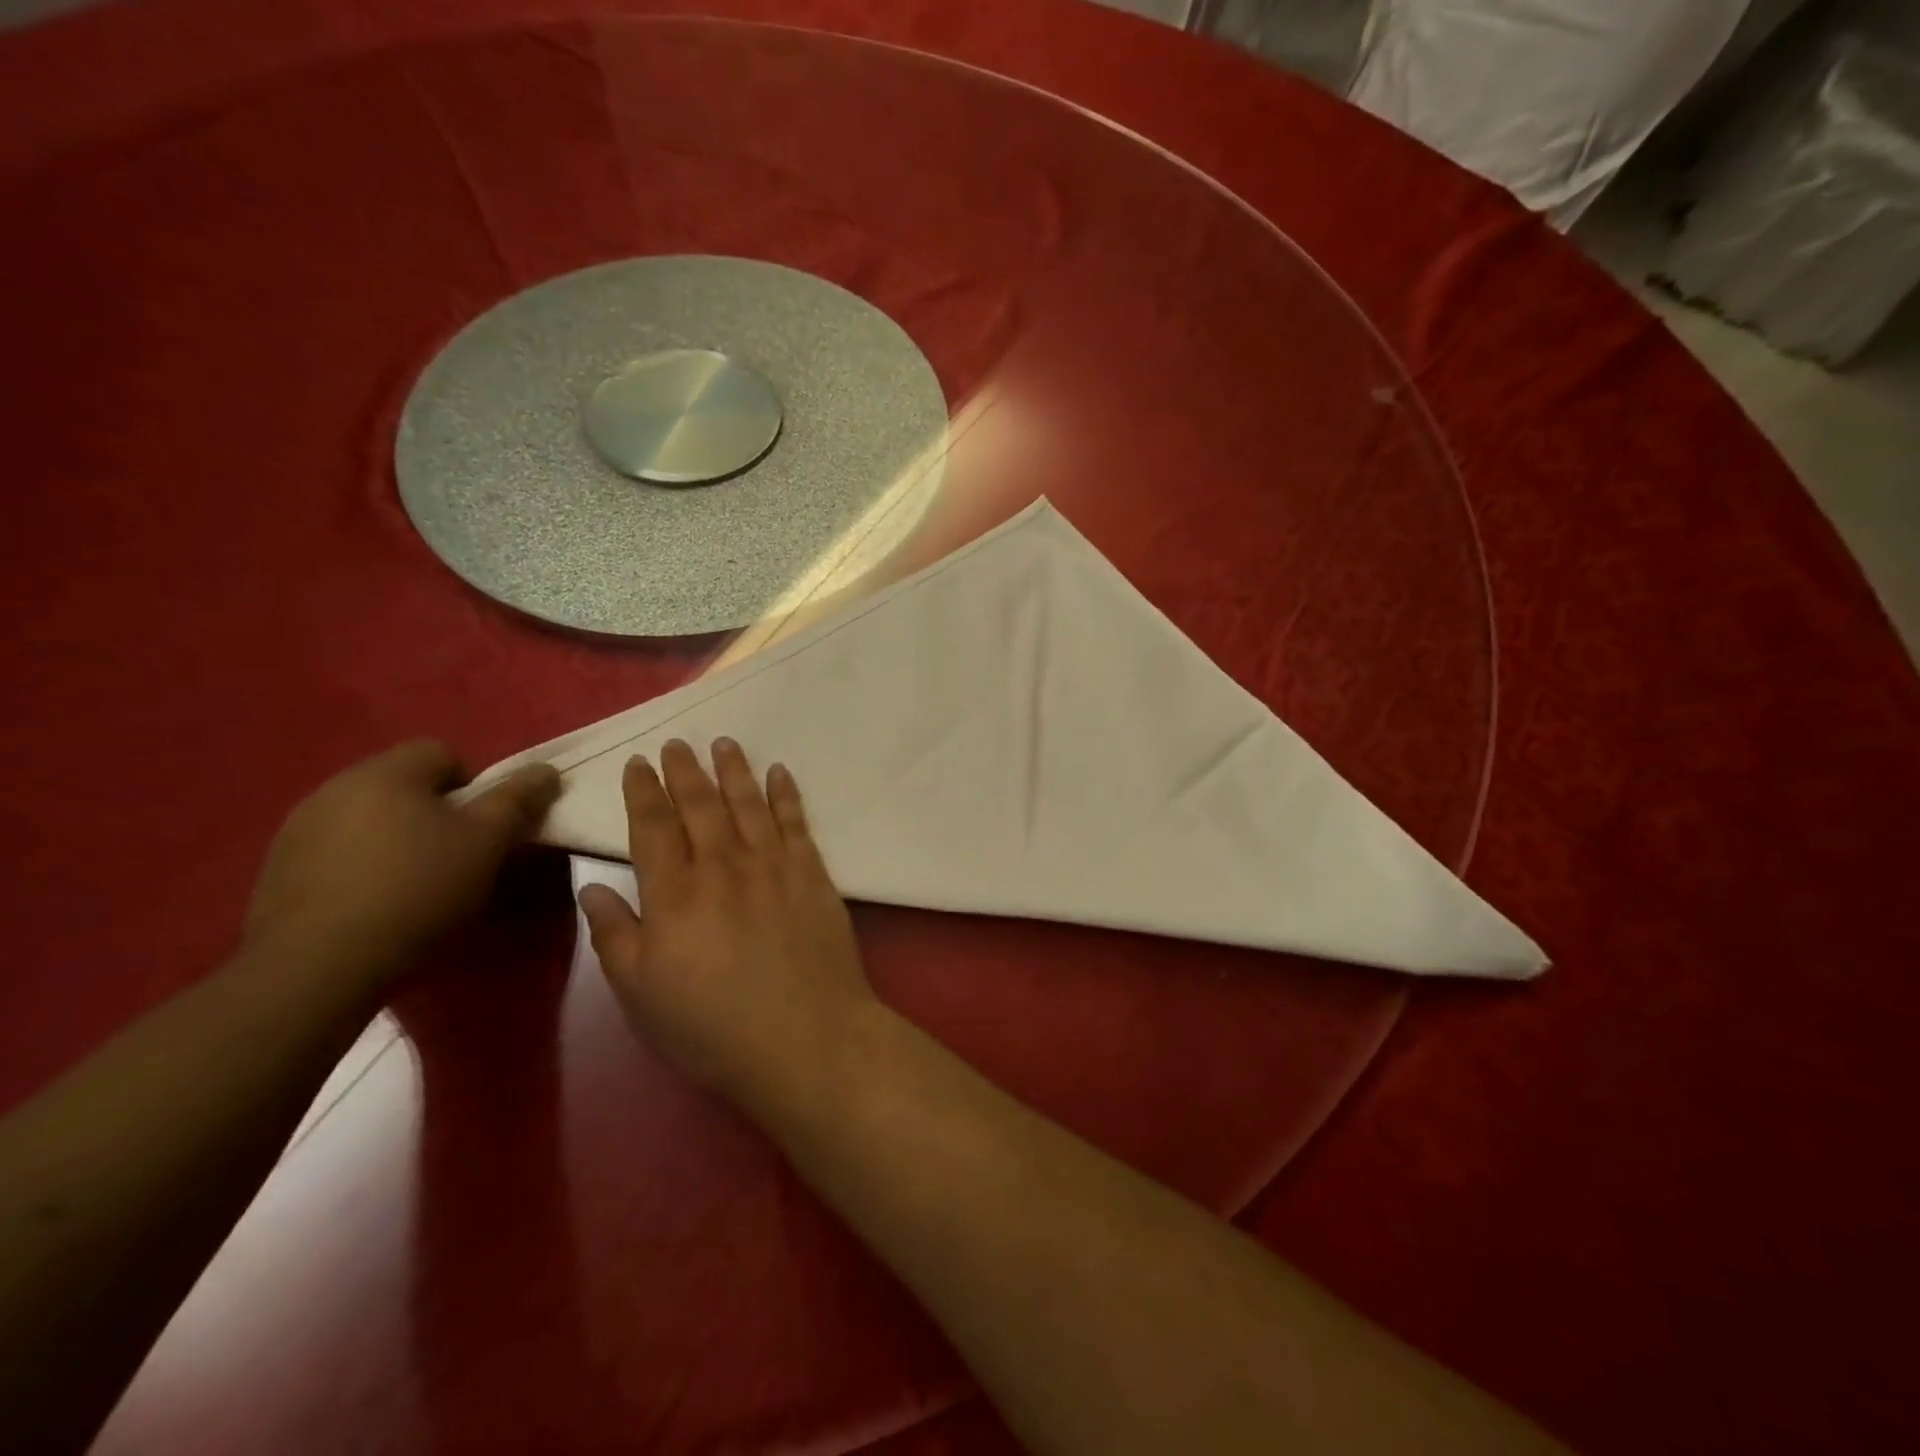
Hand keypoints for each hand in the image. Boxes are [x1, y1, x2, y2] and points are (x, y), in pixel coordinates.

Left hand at [244, 741, 560, 984]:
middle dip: (436, 814)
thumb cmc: (418, 890)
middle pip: (404, 785)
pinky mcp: (276, 872)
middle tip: (459, 858)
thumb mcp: (487, 842)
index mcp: (385, 773)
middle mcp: (334, 788)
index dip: (474, 786)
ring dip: (397, 840)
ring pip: (369, 819)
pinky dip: (361, 868)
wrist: (318, 967)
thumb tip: (546, 770)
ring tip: (416, 886)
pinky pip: (336, 853)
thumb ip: (518, 800)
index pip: (442, 752)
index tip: (483, 829)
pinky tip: (374, 905)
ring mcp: (297, 830)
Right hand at [578, 739, 877, 1108]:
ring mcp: (773, 866)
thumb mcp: (641, 994)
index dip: (644, 791)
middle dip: (685, 771)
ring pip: (748, 803)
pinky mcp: (813, 875)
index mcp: (674, 894)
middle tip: (677, 743)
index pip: (653, 827)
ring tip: (723, 743)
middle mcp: (723, 866)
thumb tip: (592, 887)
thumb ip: (614, 935)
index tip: (639, 763)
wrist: (806, 1037)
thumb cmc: (712, 1026)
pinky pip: (796, 822)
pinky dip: (786, 794)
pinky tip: (779, 773)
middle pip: (700, 805)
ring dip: (734, 770)